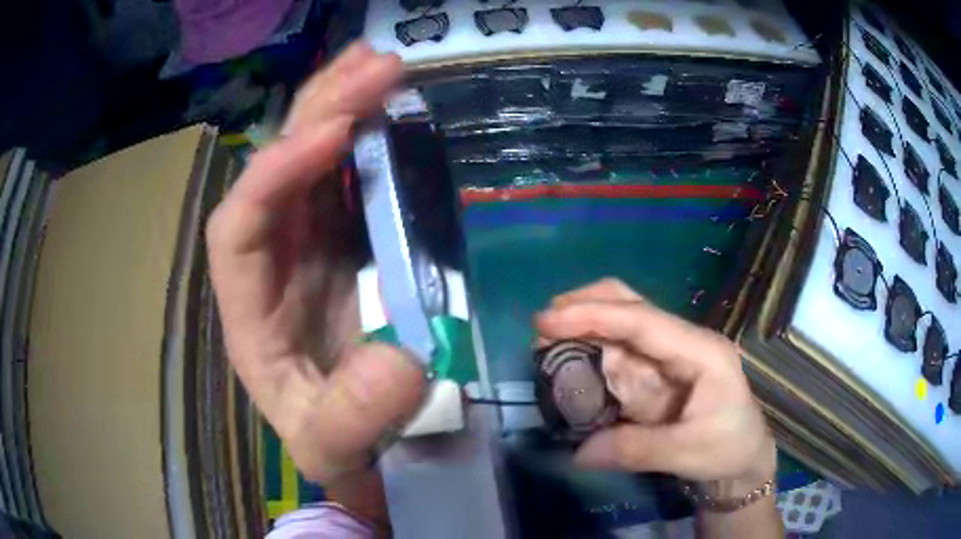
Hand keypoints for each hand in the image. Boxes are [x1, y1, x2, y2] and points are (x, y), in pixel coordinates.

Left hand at [206, 43, 425, 485]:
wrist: (362, 440)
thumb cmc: (335, 440)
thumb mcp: (332, 446)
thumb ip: (352, 420)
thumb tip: (402, 361)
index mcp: (249, 307)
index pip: (238, 224)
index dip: (275, 173)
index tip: (333, 134)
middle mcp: (271, 260)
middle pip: (276, 169)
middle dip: (318, 111)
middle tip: (374, 66)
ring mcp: (310, 243)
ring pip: (313, 158)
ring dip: (343, 105)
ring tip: (380, 64)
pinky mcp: (348, 238)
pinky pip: (351, 174)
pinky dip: (370, 134)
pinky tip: (390, 104)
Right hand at [536, 279, 775, 489]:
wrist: (742, 457)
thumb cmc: (728, 447)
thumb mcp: (690, 451)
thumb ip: (637, 450)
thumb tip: (579, 453)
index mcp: (700, 350)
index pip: (643, 320)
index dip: (595, 315)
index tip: (548, 320)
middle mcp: (680, 342)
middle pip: (630, 305)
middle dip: (585, 306)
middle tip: (542, 326)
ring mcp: (664, 357)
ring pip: (617, 326)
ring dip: (581, 329)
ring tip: (544, 345)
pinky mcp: (651, 374)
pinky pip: (614, 355)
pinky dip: (586, 354)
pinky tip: (565, 363)